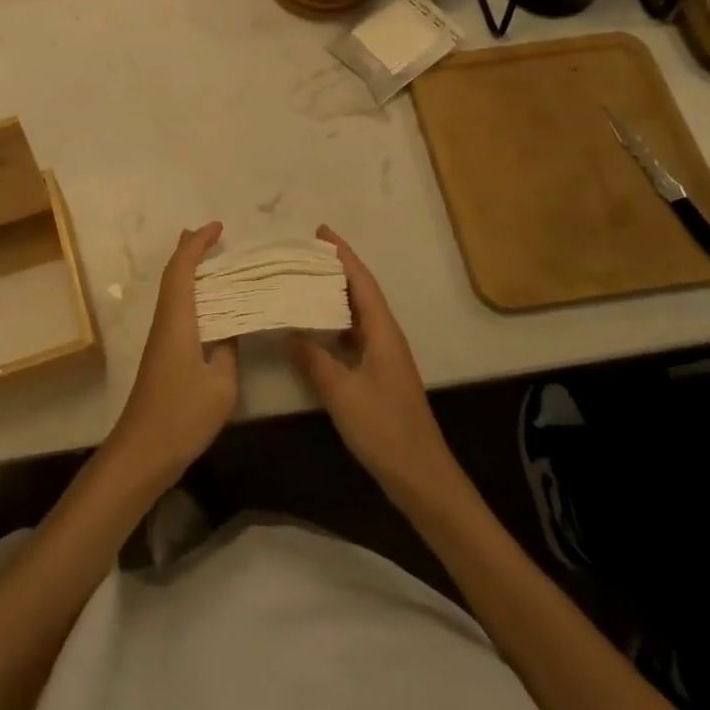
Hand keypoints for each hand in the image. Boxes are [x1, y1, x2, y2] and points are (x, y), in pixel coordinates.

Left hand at [106, 222, 236, 488]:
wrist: (142, 451)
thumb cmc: (182, 415)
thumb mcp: (221, 385)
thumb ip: (229, 351)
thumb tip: (232, 330)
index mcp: (177, 319)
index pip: (183, 268)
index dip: (198, 243)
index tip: (218, 227)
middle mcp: (165, 320)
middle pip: (172, 273)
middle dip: (189, 249)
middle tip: (212, 234)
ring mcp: (161, 337)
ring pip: (172, 291)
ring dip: (189, 270)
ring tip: (212, 260)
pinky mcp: (162, 353)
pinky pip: (176, 308)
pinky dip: (190, 293)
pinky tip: (207, 305)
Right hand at [288, 226, 455, 503]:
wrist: (422, 477)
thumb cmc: (385, 430)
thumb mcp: (342, 393)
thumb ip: (313, 359)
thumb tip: (288, 329)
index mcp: (382, 332)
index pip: (361, 281)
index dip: (343, 255)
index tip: (321, 232)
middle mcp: (385, 336)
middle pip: (360, 292)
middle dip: (334, 269)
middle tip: (301, 254)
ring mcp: (383, 356)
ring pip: (356, 314)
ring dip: (332, 295)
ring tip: (301, 282)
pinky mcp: (378, 375)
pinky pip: (352, 335)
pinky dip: (332, 323)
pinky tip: (313, 328)